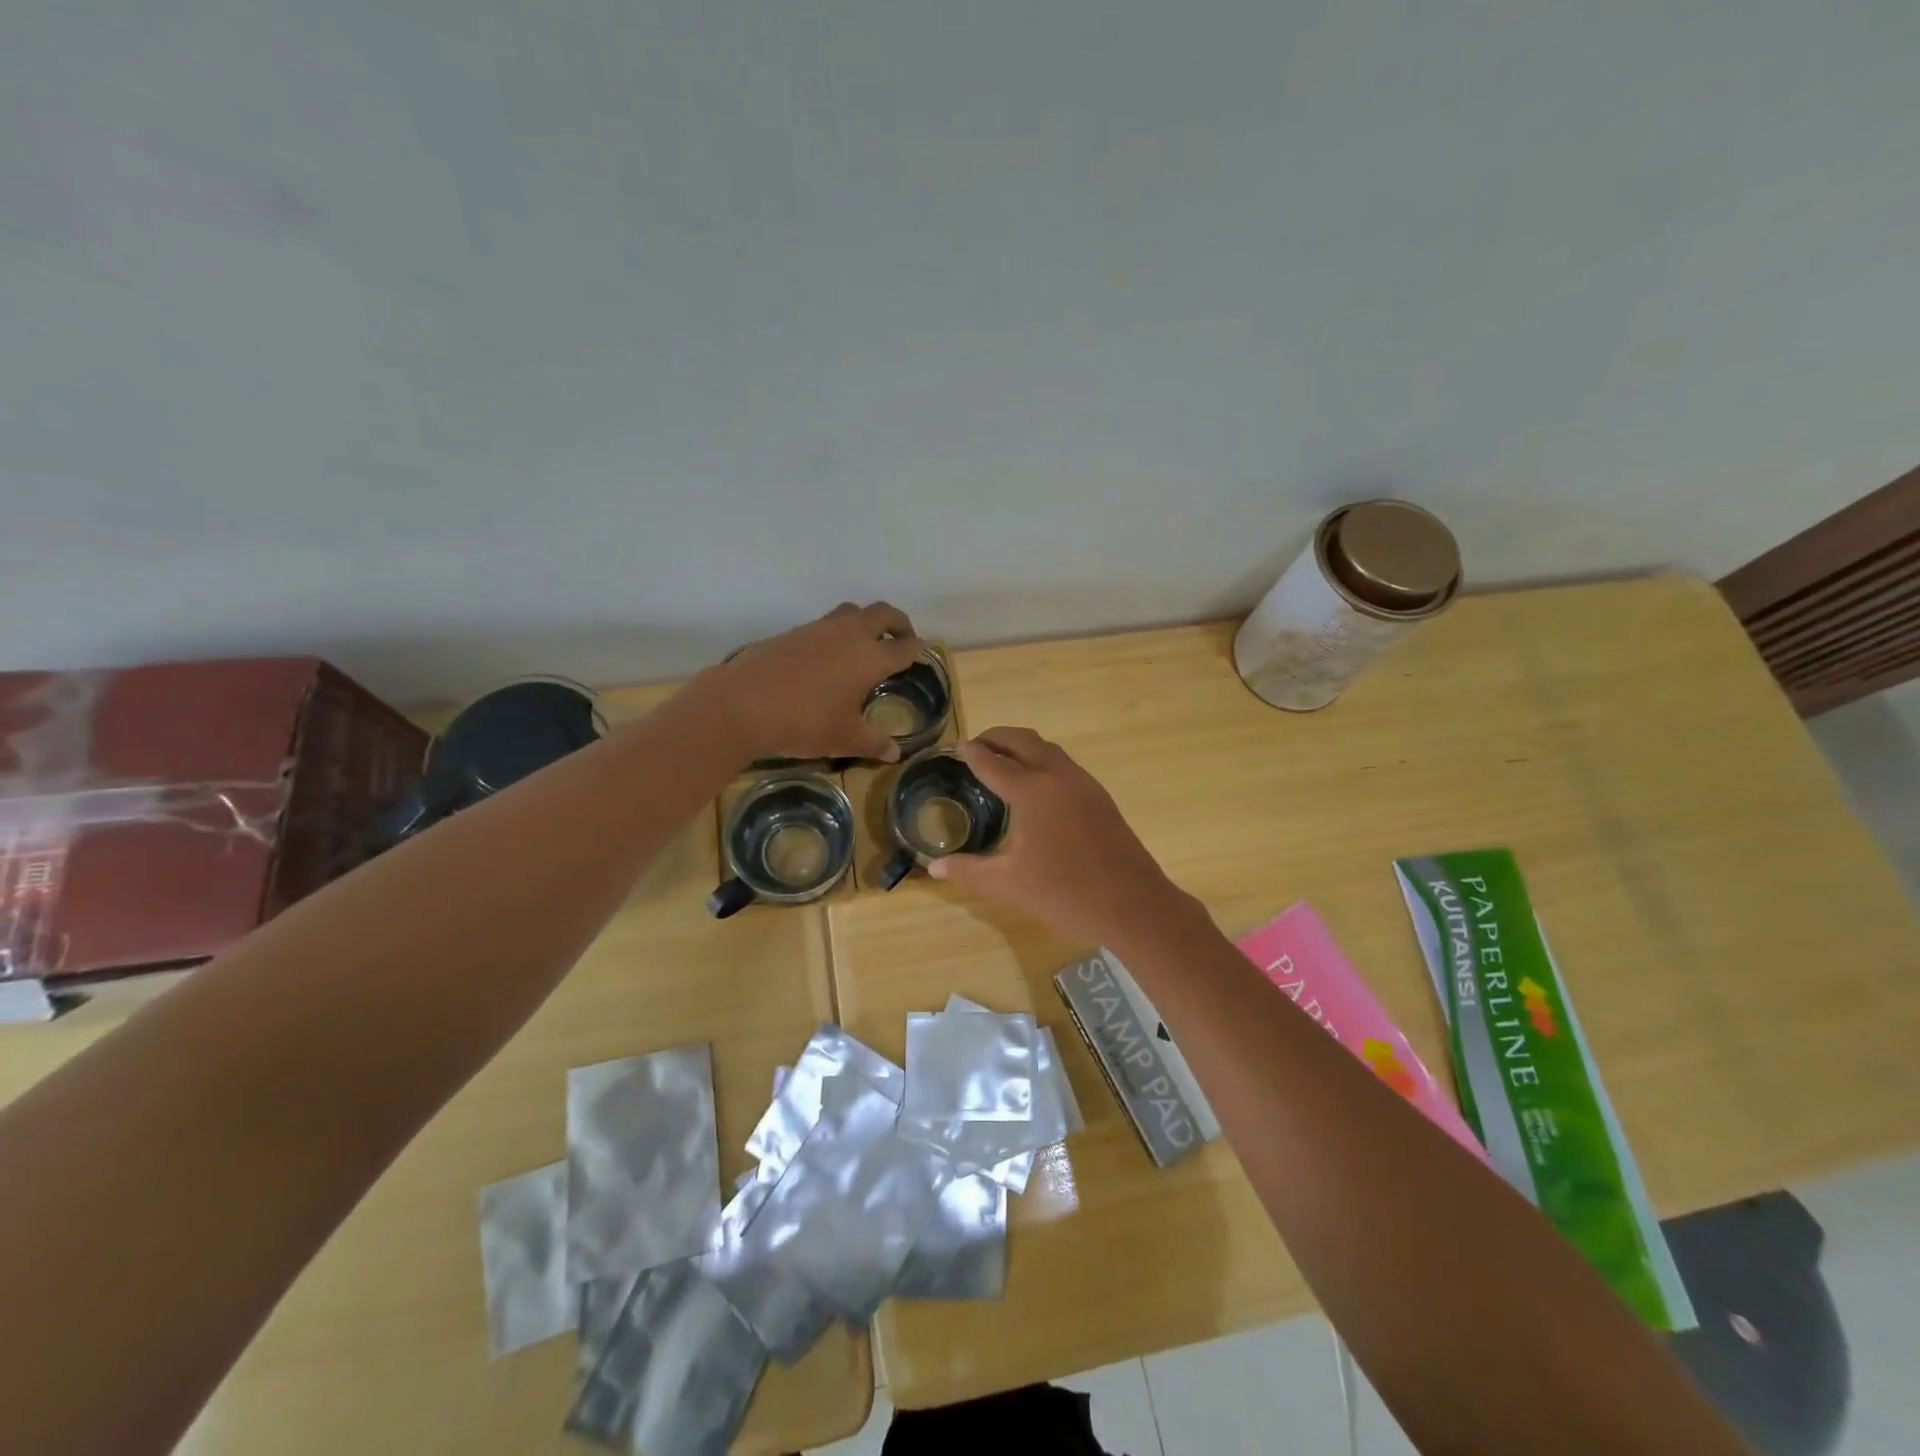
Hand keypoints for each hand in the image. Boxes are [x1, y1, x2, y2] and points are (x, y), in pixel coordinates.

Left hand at [706, 602, 923, 762]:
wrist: (743, 704)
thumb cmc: (804, 722)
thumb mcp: (844, 738)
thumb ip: (874, 743)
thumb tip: (895, 753)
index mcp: (870, 658)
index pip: (904, 647)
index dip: (917, 649)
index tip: (922, 651)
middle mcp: (849, 634)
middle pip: (883, 613)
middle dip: (898, 623)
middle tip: (901, 639)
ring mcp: (819, 628)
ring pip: (852, 611)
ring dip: (866, 621)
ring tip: (865, 643)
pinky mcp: (794, 632)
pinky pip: (826, 623)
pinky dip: (837, 632)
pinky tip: (828, 656)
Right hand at [927, 727, 1196, 946]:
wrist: (1133, 904)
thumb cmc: (1065, 893)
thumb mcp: (1009, 883)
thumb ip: (969, 870)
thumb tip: (934, 867)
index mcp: (1032, 791)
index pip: (994, 763)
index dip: (972, 753)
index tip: (957, 746)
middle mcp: (1058, 777)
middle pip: (1024, 741)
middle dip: (998, 737)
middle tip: (977, 745)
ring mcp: (1084, 785)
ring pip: (1049, 750)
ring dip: (1023, 746)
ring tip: (1004, 759)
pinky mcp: (1101, 798)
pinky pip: (1066, 765)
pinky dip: (1044, 761)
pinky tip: (1038, 785)